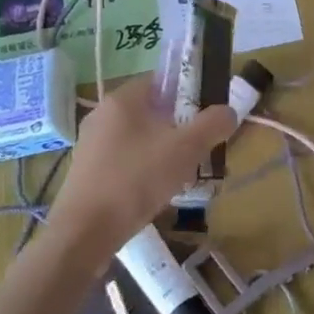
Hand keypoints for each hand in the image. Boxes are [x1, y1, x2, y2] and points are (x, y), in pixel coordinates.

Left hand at [47, 76, 236, 257]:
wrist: (85, 233)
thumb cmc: (137, 179)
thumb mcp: (186, 149)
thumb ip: (213, 124)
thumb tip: (228, 112)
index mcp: (122, 99)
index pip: (162, 80)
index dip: (189, 93)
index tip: (207, 116)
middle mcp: (102, 114)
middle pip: (152, 111)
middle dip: (179, 127)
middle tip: (200, 148)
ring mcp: (91, 144)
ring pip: (140, 138)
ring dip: (163, 151)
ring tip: (183, 175)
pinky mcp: (87, 172)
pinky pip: (125, 159)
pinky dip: (144, 169)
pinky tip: (156, 192)